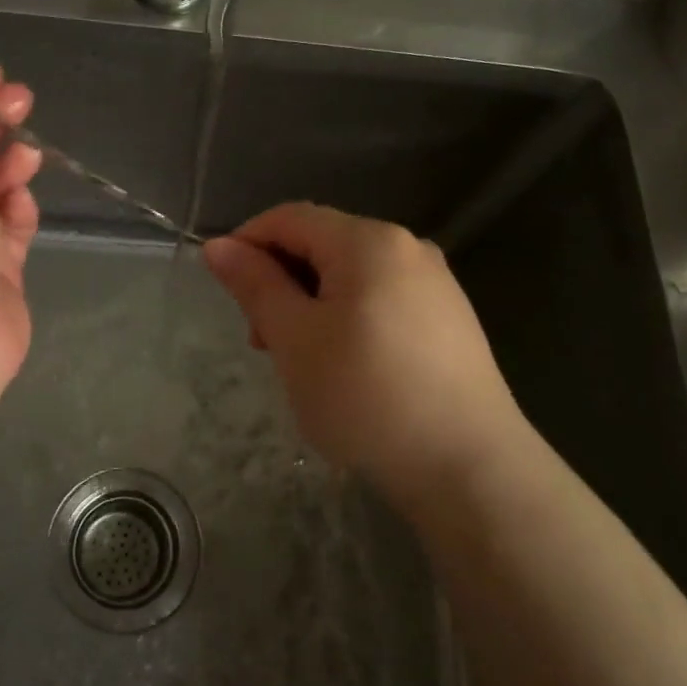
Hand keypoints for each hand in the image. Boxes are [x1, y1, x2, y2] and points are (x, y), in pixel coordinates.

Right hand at [203, 203, 528, 518]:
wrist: (468, 467)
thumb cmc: (365, 396)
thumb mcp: (294, 338)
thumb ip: (255, 284)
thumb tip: (218, 246)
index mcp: (369, 240)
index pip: (290, 217)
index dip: (247, 242)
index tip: (223, 287)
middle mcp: (408, 247)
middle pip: (322, 244)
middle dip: (280, 281)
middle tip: (262, 342)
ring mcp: (436, 284)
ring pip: (351, 275)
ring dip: (311, 304)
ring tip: (300, 361)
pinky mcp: (450, 320)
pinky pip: (381, 300)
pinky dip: (347, 318)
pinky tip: (345, 367)